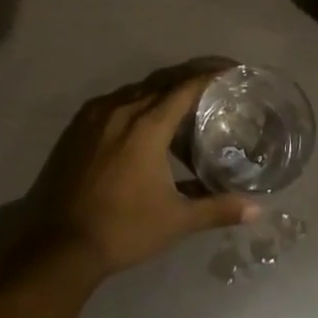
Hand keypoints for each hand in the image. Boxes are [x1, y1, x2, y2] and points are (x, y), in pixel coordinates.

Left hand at [33, 67, 258, 279]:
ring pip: (136, 91)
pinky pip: (114, 102)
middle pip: (161, 83)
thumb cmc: (123, 229)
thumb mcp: (176, 220)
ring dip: (160, 93)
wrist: (60, 246)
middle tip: (212, 86)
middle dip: (188, 81)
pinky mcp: (77, 127)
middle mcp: (122, 109)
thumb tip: (256, 211)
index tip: (230, 71)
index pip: (185, 87)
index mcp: (148, 124)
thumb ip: (216, 209)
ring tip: (180, 106)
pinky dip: (134, 104)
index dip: (210, 76)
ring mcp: (96, 115)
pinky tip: (141, 122)